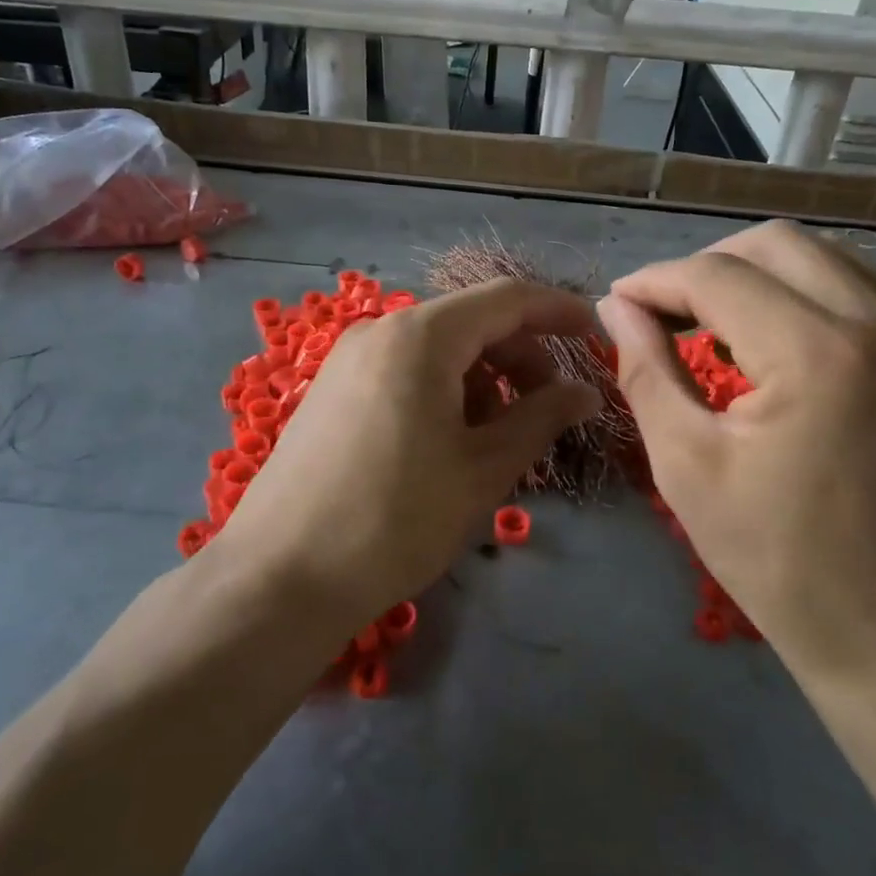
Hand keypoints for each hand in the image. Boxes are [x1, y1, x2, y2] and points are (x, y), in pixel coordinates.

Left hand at [217, 279, 600, 627]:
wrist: (281, 576)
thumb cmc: (396, 518)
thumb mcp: (483, 469)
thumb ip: (541, 418)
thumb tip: (584, 393)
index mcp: (421, 337)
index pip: (506, 299)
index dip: (557, 310)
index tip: (594, 335)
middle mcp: (379, 332)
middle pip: (470, 323)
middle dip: (520, 357)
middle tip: (550, 409)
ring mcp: (347, 360)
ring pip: (436, 351)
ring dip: (482, 380)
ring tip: (498, 439)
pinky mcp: (330, 392)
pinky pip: (403, 373)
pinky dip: (442, 393)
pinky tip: (449, 444)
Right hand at [595, 222, 875, 693]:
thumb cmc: (774, 557)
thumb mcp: (686, 464)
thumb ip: (646, 370)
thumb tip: (618, 308)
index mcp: (816, 356)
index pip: (718, 277)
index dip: (656, 282)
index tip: (618, 303)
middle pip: (777, 243)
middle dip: (706, 265)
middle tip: (665, 312)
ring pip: (826, 257)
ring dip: (759, 273)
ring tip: (715, 322)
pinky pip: (863, 294)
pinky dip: (806, 296)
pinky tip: (775, 341)